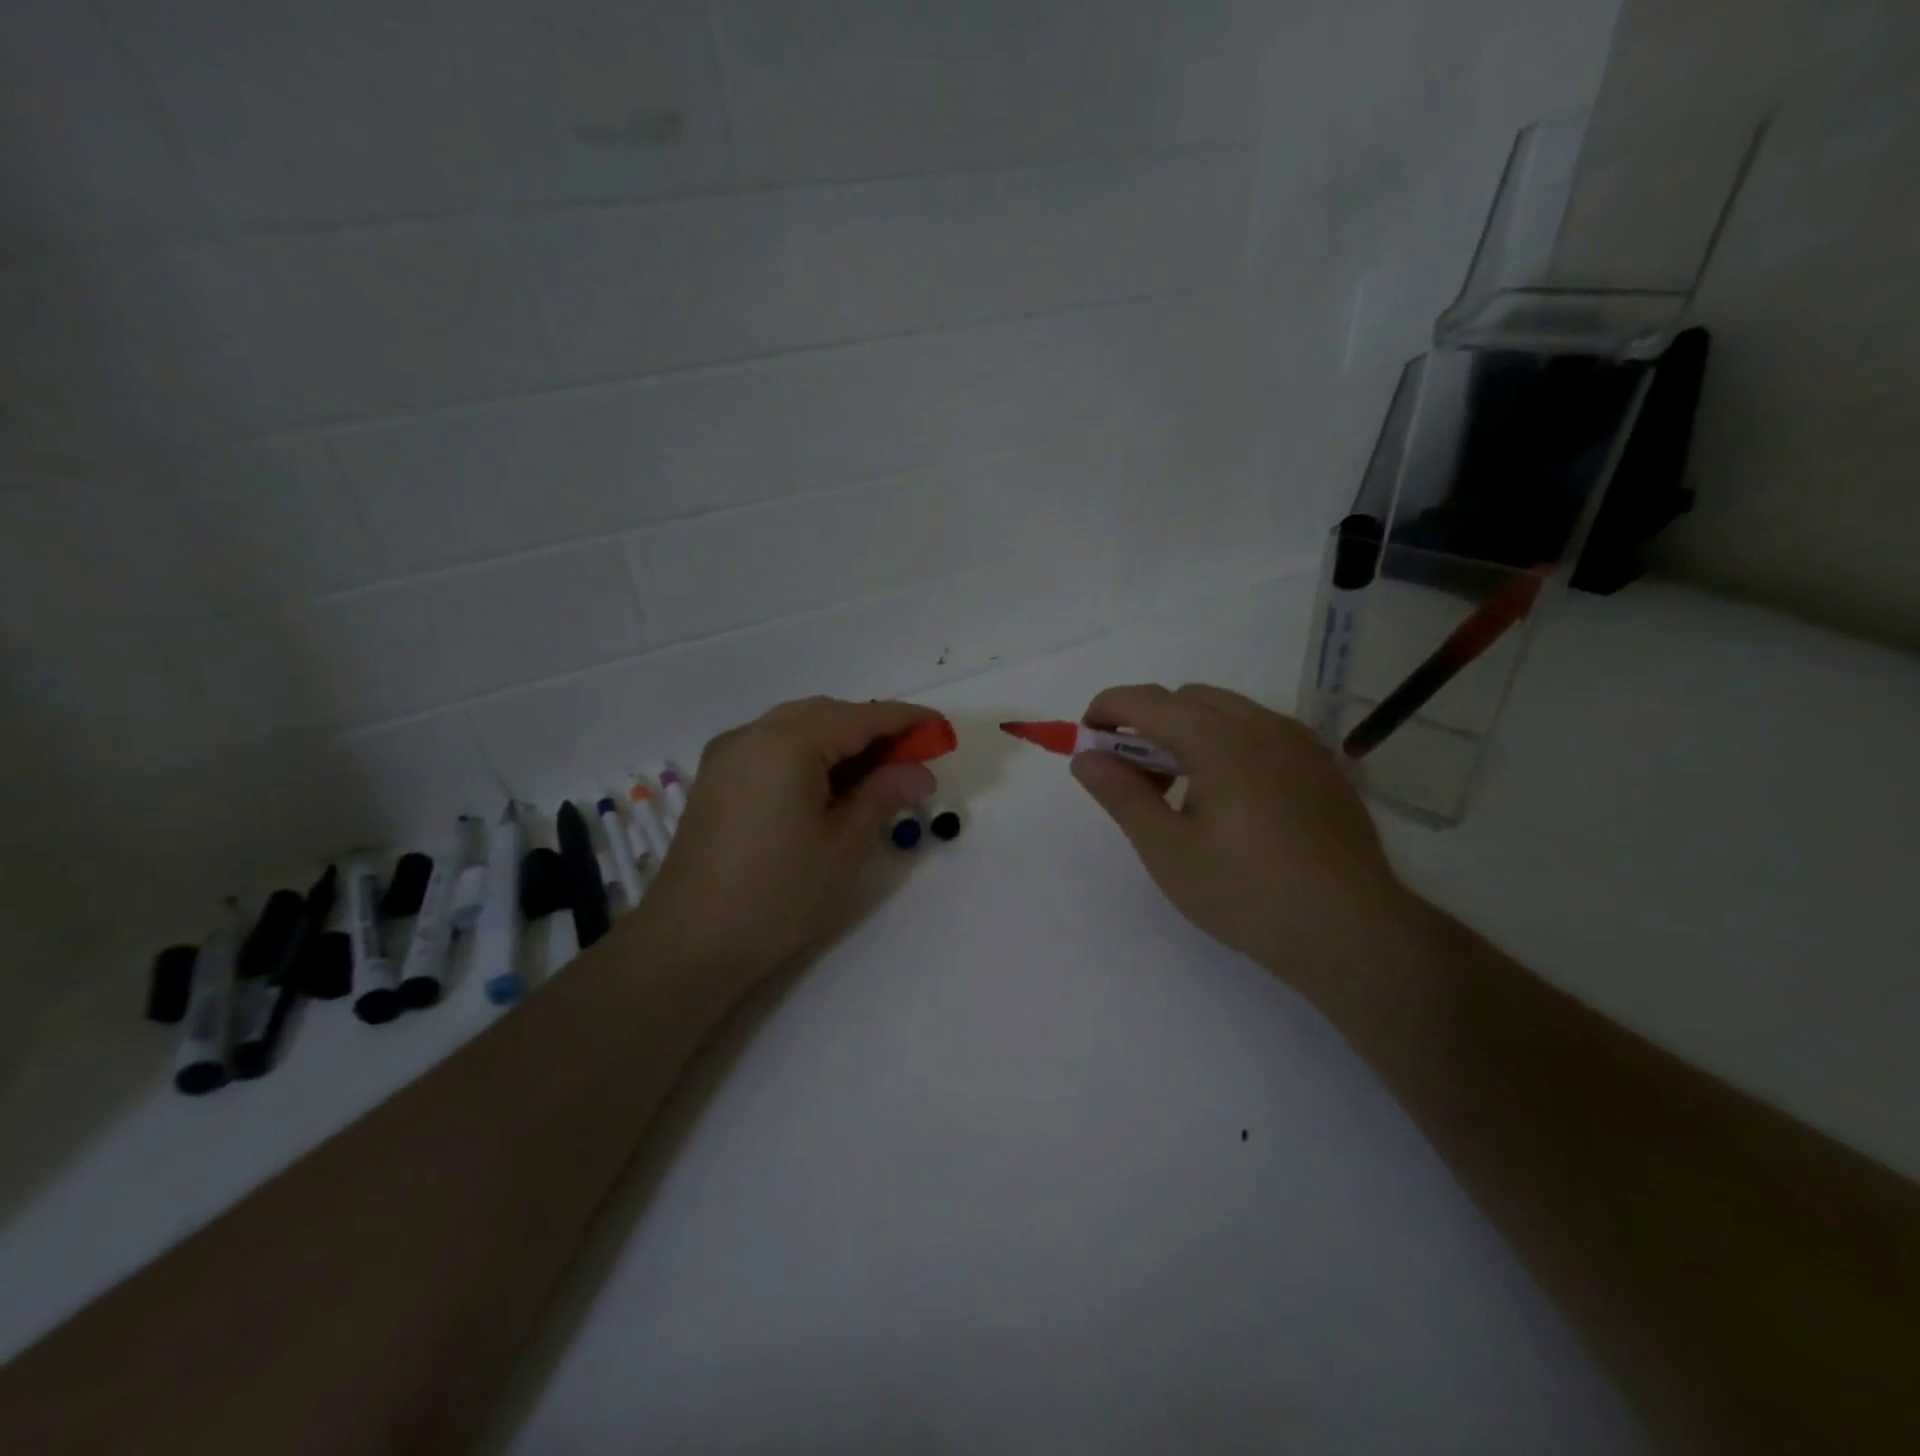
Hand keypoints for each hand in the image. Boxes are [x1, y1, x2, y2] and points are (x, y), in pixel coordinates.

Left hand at [637, 697, 938, 980]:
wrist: (689, 943)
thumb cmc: (778, 894)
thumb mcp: (843, 845)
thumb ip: (882, 795)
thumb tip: (919, 772)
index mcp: (787, 742)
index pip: (860, 717)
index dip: (906, 721)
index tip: (943, 730)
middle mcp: (753, 734)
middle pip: (826, 715)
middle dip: (872, 730)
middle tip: (911, 760)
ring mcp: (728, 755)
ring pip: (797, 729)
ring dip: (840, 742)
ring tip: (876, 776)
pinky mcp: (716, 780)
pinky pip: (772, 749)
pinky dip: (808, 756)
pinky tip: (828, 787)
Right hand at [1070, 683, 1420, 1005]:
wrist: (1349, 931)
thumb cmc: (1245, 892)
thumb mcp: (1166, 849)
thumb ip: (1121, 794)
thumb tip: (1084, 757)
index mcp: (1219, 739)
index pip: (1147, 700)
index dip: (1107, 710)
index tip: (1087, 740)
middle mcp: (1262, 725)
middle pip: (1187, 699)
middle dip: (1148, 723)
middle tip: (1135, 777)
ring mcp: (1299, 742)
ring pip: (1227, 712)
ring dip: (1188, 732)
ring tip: (1182, 792)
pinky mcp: (1322, 766)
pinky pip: (1261, 732)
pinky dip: (1227, 744)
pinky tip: (1230, 799)